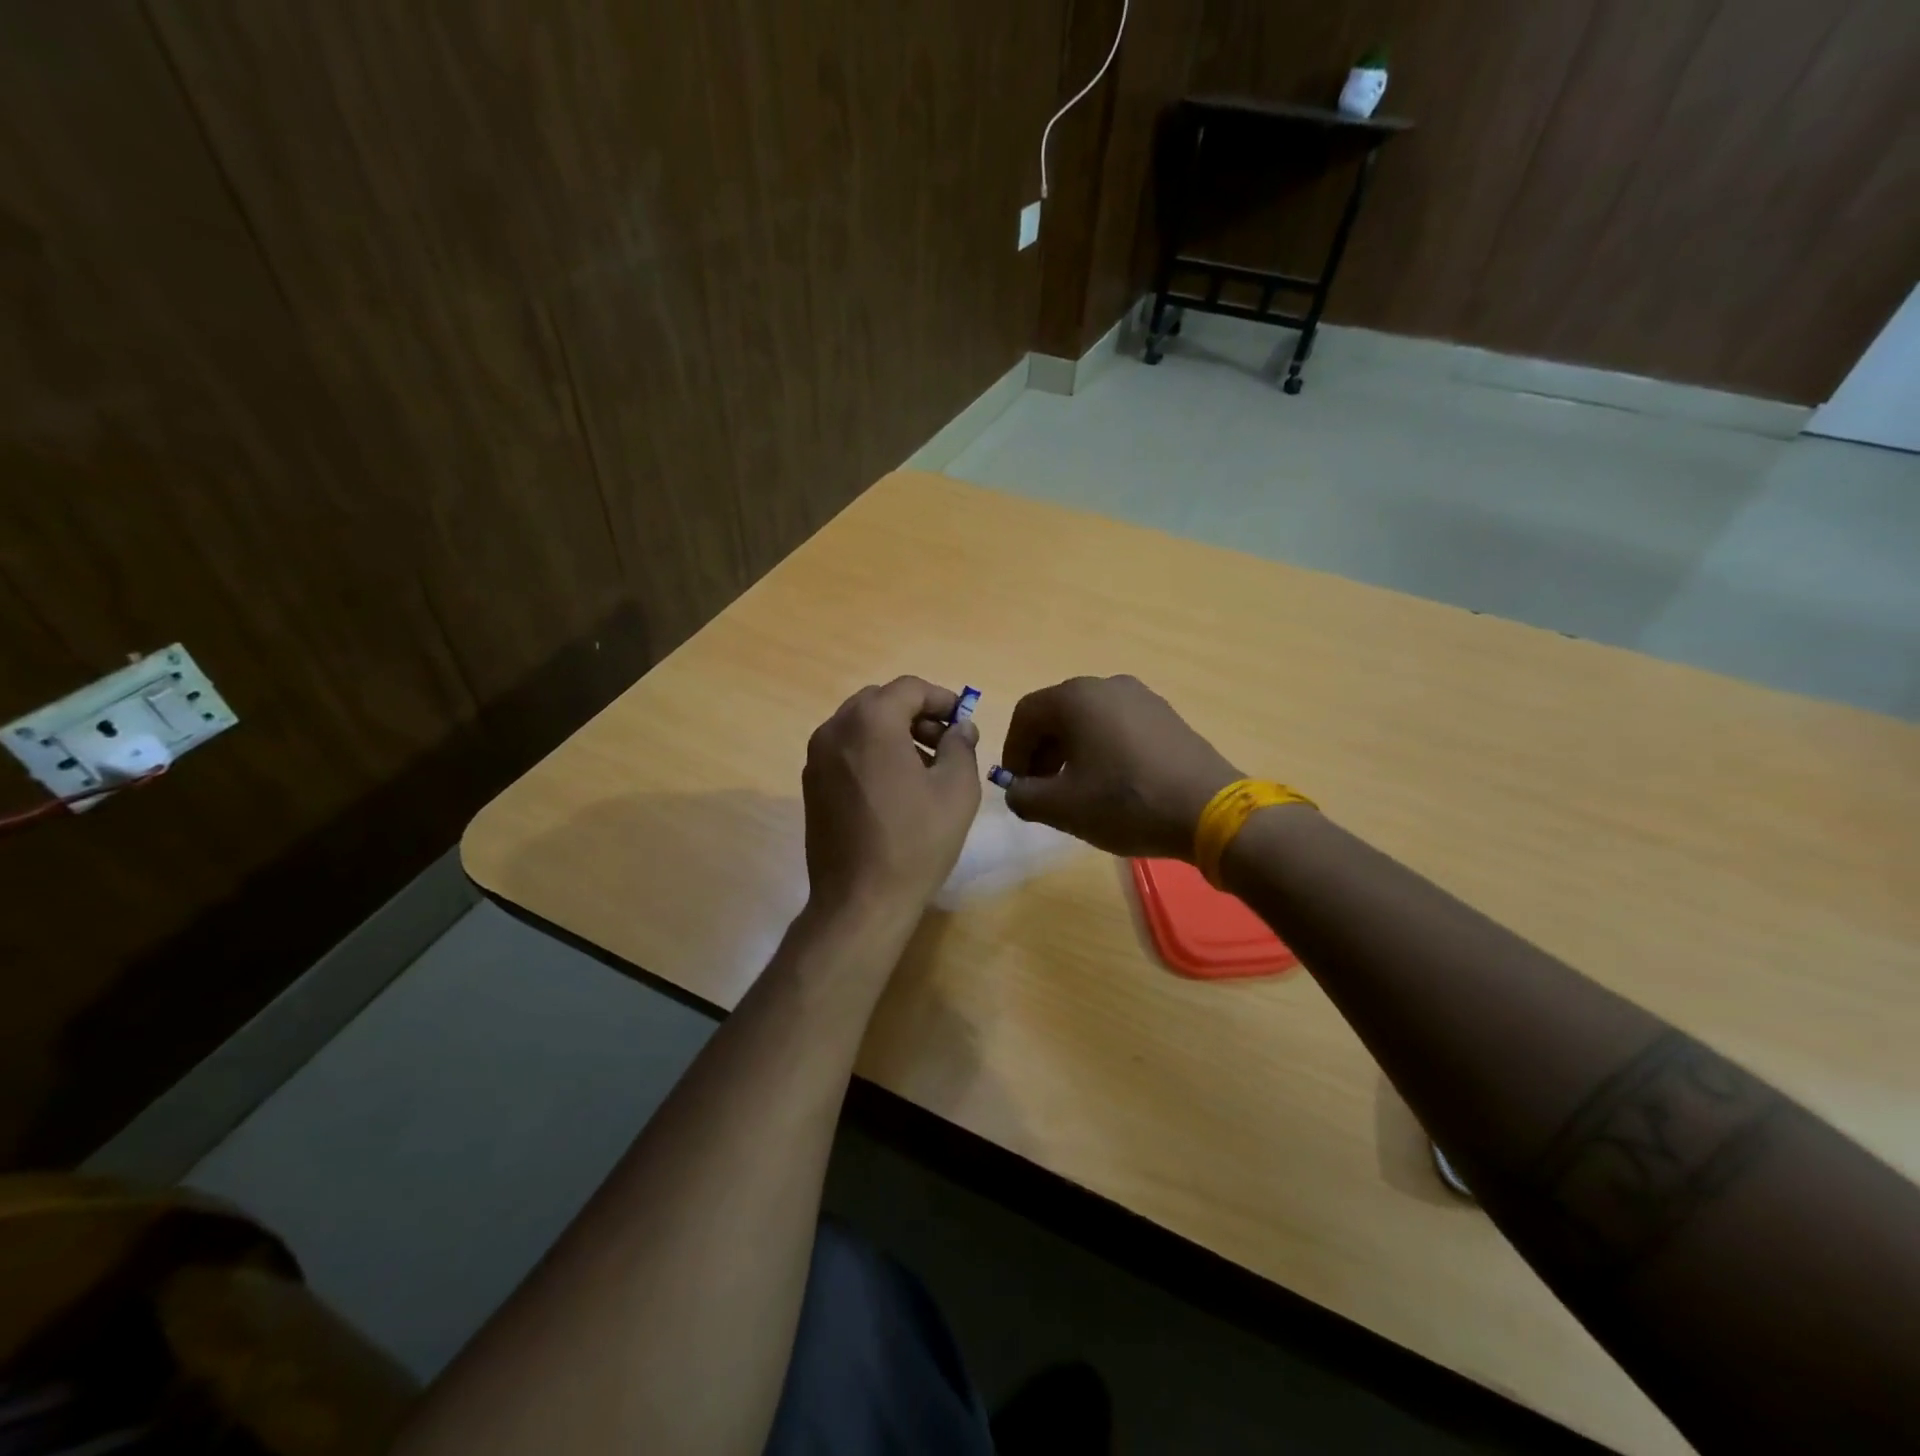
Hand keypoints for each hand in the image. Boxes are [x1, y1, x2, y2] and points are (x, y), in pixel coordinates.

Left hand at [802, 677, 981, 920]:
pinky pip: (845, 751)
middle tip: (944, 743)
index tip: (962, 721)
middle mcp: (835, 729)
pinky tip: (894, 788)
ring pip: (859, 725)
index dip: (941, 699)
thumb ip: (961, 746)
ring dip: (892, 733)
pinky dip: (871, 753)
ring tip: (923, 767)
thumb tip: (960, 727)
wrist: (860, 900)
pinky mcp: (810, 785)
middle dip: (915, 714)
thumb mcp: (956, 790)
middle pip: (880, 702)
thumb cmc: (915, 841)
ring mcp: (816, 758)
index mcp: (871, 722)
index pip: (909, 688)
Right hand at [998, 675, 1240, 860]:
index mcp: (1076, 698)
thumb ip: (1024, 796)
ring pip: (1089, 720)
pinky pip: (1118, 726)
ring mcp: (1142, 697)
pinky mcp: (1166, 715)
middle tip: (1043, 790)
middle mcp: (1107, 685)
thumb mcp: (1061, 807)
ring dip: (1071, 752)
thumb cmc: (1126, 802)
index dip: (1013, 751)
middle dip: (1042, 752)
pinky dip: (1102, 749)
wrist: (1209, 811)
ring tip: (1077, 790)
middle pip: (1057, 714)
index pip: (1026, 715)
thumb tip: (1017, 789)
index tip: (1017, 785)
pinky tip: (1112, 783)